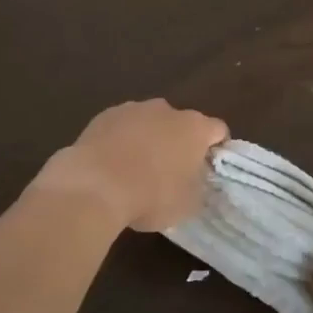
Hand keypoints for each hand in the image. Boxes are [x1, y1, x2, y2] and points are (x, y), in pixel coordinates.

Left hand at [34, 100, 227, 232]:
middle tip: (172, 172)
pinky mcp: (103, 115)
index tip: (208, 169)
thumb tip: (194, 179)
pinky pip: (121, 127)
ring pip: (149, 123)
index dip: (216, 149)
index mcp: (194, 127)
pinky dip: (121, 141)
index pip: (218, 131)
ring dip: (148, 140)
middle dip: (179, 143)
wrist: (94, 185)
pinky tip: (112, 165)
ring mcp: (132, 109)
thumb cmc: (151, 195)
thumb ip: (198, 185)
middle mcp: (166, 110)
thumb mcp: (188, 203)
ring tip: (136, 169)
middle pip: (181, 124)